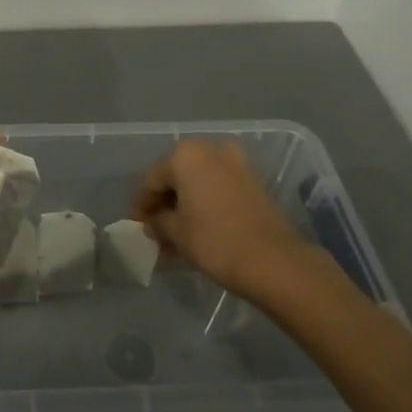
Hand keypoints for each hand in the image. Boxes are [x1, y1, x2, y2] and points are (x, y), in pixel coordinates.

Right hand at [133, 139, 320, 301]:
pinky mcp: (254, 181)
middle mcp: (211, 150)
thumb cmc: (215, 241)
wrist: (274, 260)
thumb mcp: (175, 232)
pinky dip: (206, 203)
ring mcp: (236, 163)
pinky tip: (199, 228)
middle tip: (156, 231)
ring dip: (185, 205)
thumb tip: (154, 222)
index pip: (152, 179)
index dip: (141, 205)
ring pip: (199, 182)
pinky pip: (219, 187)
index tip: (137, 226)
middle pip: (177, 177)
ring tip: (177, 236)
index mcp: (185, 155)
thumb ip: (157, 221)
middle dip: (165, 204)